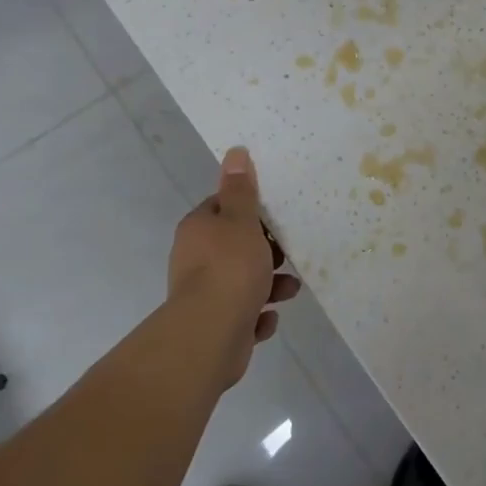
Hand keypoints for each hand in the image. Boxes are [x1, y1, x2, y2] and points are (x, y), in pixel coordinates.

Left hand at [166, 146, 300, 389]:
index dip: (248, 210)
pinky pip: (243, 315)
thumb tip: (236, 151)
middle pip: (236, 246)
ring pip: (244, 282)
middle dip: (266, 251)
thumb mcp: (241, 220)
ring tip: (290, 289)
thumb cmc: (230, 267)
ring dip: (270, 285)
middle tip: (287, 253)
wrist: (210, 334)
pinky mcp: (215, 326)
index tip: (274, 216)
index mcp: (199, 230)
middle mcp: (195, 260)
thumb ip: (241, 189)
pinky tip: (268, 318)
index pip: (221, 208)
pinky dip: (258, 316)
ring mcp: (204, 295)